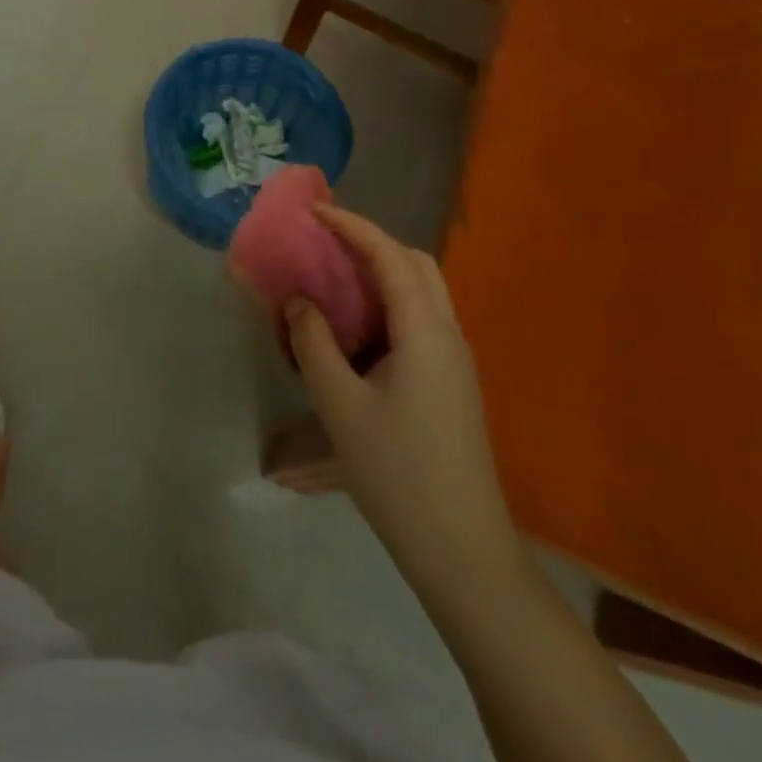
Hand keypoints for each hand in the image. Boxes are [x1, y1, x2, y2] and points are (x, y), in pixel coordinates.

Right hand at [285, 207, 523, 597]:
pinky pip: (421, 319)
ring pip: (423, 290)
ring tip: (337, 280)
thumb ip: (314, 344)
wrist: (462, 549)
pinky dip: (390, 302)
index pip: (389, 255)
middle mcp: (448, 333)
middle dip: (371, 242)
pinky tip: (359, 329)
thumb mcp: (340, 406)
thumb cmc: (397, 473)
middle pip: (415, 263)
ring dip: (383, 272)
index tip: (314, 211)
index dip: (351, 226)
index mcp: (425, 330)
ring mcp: (456, 359)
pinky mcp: (453, 382)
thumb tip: (299, 302)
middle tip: (326, 244)